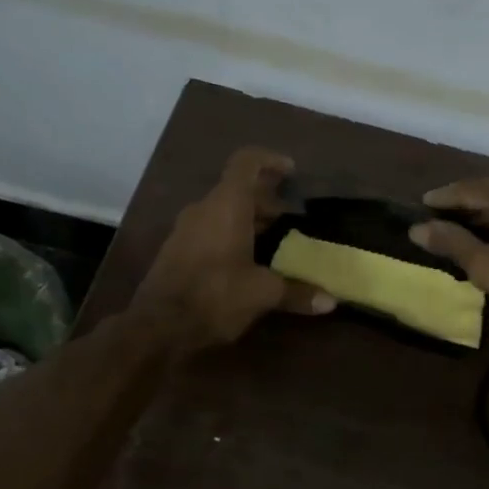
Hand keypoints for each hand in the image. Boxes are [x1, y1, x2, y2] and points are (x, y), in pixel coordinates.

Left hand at [133, 147, 333, 350]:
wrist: (157, 327)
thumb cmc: (215, 296)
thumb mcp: (262, 293)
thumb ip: (297, 292)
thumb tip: (330, 301)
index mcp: (226, 205)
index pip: (246, 163)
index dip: (270, 161)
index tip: (291, 172)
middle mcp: (204, 209)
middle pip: (237, 190)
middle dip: (266, 200)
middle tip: (291, 218)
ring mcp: (186, 230)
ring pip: (223, 212)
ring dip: (249, 220)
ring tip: (275, 241)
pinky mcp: (177, 252)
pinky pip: (210, 231)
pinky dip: (232, 236)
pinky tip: (248, 263)